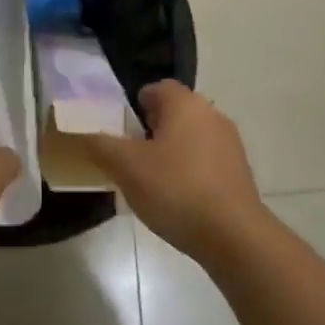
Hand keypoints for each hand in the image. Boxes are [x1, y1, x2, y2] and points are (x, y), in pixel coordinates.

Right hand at [85, 80, 267, 262]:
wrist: (234, 236)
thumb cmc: (176, 189)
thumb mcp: (126, 167)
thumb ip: (101, 145)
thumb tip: (84, 132)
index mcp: (185, 103)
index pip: (157, 88)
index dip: (136, 107)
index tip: (123, 132)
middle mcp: (211, 114)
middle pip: (175, 113)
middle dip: (152, 131)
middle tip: (133, 158)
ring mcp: (230, 143)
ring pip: (192, 137)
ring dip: (173, 152)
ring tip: (154, 183)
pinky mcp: (240, 172)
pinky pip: (207, 161)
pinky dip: (192, 172)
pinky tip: (180, 200)